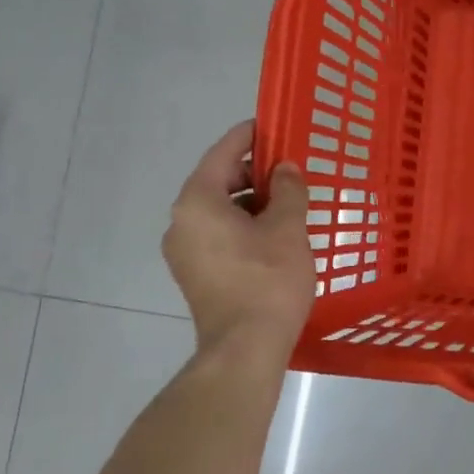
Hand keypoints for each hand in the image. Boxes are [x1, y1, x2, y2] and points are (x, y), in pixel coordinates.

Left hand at [162, 121, 315, 359]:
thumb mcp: (288, 227)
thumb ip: (289, 189)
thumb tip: (286, 170)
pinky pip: (218, 234)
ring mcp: (184, 251)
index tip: (274, 125)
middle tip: (292, 169)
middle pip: (219, 180)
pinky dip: (244, 224)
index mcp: (198, 202)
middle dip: (255, 172)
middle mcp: (181, 221)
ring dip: (252, 201)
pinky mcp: (195, 273)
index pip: (223, 153)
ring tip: (290, 203)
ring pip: (220, 210)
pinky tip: (275, 233)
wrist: (245, 348)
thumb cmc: (268, 280)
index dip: (250, 136)